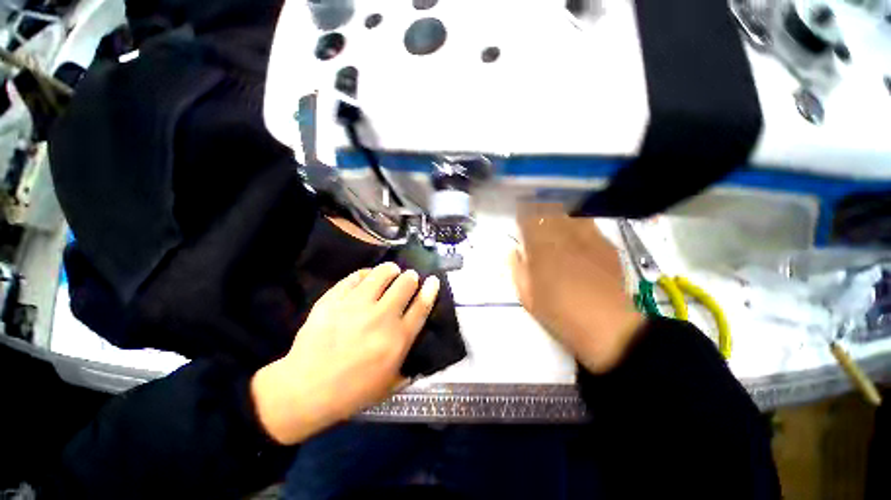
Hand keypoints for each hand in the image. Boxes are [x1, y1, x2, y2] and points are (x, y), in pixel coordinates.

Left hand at [251, 262, 440, 444]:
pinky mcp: (333, 300)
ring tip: (390, 271)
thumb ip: (410, 367)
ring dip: (390, 270)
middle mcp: (381, 317)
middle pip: (405, 284)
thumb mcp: (389, 386)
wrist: (305, 391)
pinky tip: (366, 277)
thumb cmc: (352, 392)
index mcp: (398, 339)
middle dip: (410, 277)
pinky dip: (365, 274)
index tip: (432, 280)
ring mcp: (356, 306)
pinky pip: (355, 277)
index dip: (430, 289)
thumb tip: (420, 352)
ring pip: (382, 273)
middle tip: (408, 278)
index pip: (421, 306)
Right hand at [510, 206, 643, 373]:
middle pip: (550, 211)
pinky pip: (589, 226)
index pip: (529, 219)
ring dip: (560, 214)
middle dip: (540, 209)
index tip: (520, 216)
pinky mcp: (606, 246)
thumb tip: (514, 252)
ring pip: (571, 214)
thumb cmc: (559, 312)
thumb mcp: (527, 295)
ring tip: (555, 219)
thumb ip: (517, 270)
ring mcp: (588, 239)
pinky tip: (577, 234)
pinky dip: (579, 225)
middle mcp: (563, 237)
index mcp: (541, 249)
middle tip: (535, 213)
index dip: (523, 214)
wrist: (606, 326)